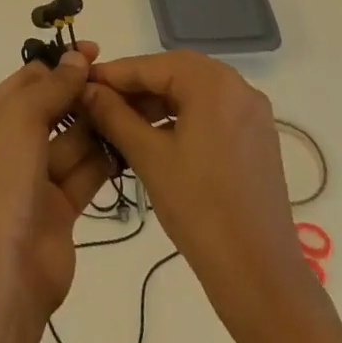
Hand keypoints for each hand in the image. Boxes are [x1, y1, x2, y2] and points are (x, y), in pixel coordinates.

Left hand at [0, 42, 116, 329]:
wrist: (3, 275)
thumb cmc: (2, 183)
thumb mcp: (20, 120)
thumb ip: (52, 88)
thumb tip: (77, 58)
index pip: (26, 81)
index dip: (59, 65)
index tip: (95, 52)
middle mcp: (9, 147)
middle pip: (50, 109)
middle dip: (80, 94)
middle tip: (119, 81)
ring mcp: (34, 180)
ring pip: (70, 141)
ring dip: (95, 124)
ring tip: (131, 106)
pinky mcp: (59, 209)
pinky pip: (83, 173)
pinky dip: (103, 158)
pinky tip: (130, 140)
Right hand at [79, 50, 310, 323]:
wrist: (260, 276)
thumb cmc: (200, 209)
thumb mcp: (149, 157)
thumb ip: (114, 115)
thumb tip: (86, 89)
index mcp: (213, 83)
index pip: (152, 65)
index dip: (114, 74)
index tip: (81, 82)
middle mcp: (238, 86)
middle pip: (175, 73)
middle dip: (136, 86)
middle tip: (99, 102)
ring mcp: (252, 113)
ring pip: (193, 92)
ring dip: (157, 102)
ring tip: (122, 122)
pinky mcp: (257, 138)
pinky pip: (212, 112)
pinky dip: (182, 117)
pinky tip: (157, 137)